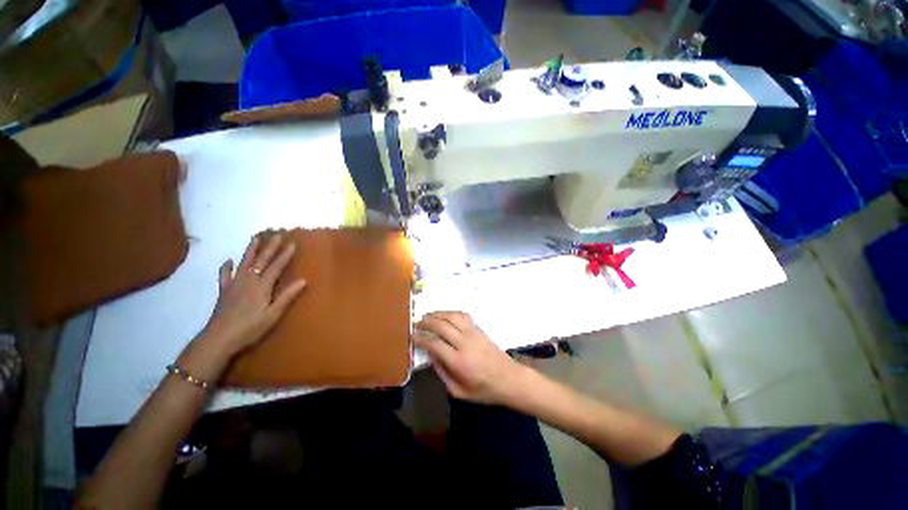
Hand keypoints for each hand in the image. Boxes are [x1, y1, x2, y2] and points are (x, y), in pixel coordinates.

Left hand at [200, 233, 306, 358]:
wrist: (218, 339)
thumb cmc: (250, 329)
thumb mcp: (273, 315)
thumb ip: (287, 297)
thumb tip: (303, 280)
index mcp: (262, 287)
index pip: (276, 267)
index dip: (284, 255)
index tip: (292, 243)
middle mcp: (248, 281)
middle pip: (260, 261)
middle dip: (270, 247)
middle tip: (276, 235)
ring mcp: (234, 285)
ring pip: (244, 263)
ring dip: (250, 250)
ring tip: (255, 239)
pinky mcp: (224, 291)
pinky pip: (224, 275)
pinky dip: (226, 267)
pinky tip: (228, 260)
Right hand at [414, 311, 527, 405]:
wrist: (509, 379)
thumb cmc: (484, 390)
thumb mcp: (459, 392)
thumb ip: (442, 374)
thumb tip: (430, 356)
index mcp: (458, 362)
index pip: (435, 344)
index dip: (421, 338)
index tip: (412, 335)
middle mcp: (465, 343)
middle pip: (442, 326)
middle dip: (427, 322)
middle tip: (416, 322)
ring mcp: (473, 333)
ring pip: (452, 316)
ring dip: (438, 313)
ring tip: (428, 315)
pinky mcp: (479, 329)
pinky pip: (464, 316)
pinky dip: (452, 312)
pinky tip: (446, 315)